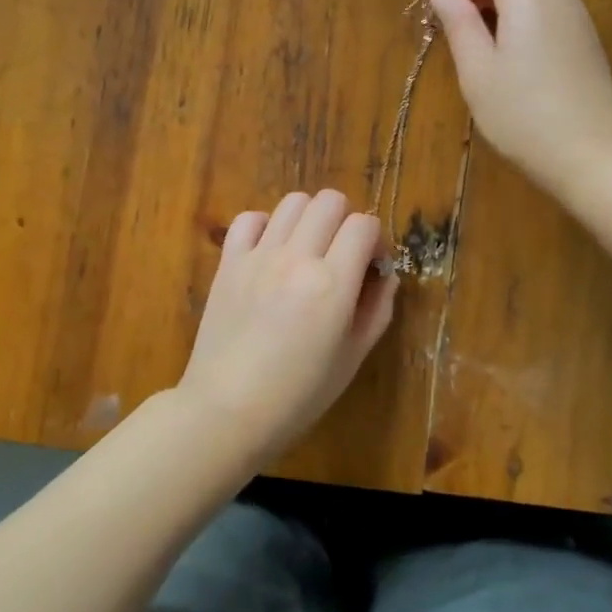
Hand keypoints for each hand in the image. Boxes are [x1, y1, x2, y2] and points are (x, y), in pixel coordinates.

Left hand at [178, 190, 397, 464]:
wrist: (227, 411)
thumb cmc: (298, 395)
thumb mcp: (353, 357)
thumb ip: (377, 308)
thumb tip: (385, 274)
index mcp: (332, 283)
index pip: (364, 225)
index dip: (376, 239)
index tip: (372, 265)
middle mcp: (296, 258)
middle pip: (330, 201)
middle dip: (346, 220)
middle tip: (342, 254)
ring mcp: (259, 256)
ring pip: (293, 201)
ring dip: (310, 218)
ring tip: (308, 249)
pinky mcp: (229, 262)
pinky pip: (250, 218)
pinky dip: (266, 225)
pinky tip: (271, 251)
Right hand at [430, 0, 611, 198]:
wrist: (594, 156)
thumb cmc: (525, 117)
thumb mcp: (478, 74)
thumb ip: (460, 25)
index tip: (442, 5)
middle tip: (463, 5)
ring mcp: (578, 17)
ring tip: (480, 27)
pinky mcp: (586, 40)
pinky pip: (554, 0)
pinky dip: (526, 3)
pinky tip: (509, 46)